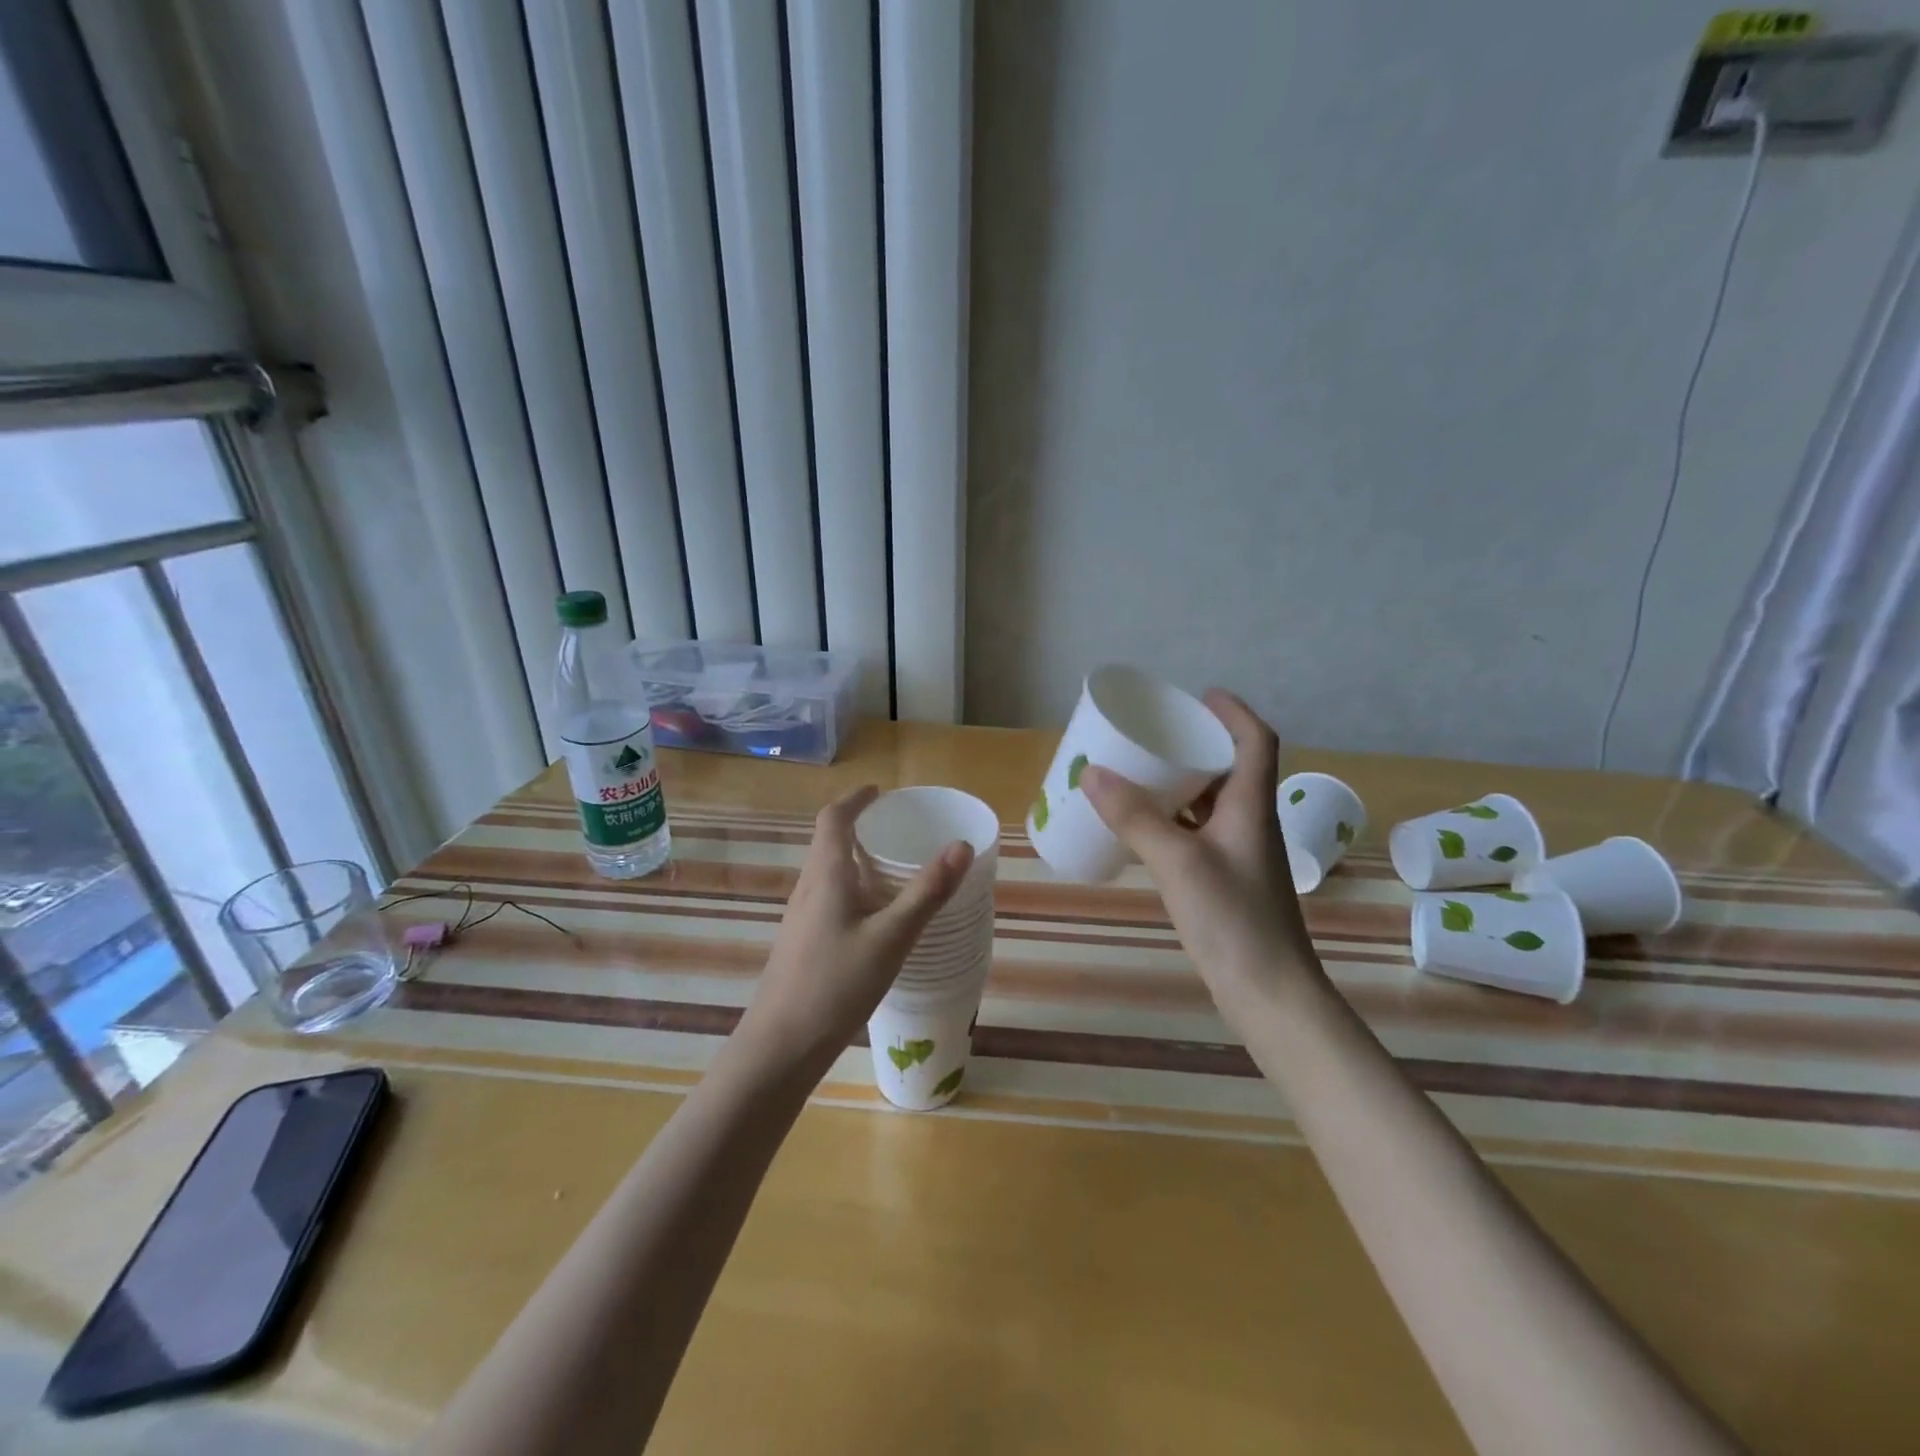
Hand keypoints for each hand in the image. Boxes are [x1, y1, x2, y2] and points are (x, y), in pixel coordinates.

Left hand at [737, 786, 974, 1072]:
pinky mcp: (801, 943)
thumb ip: (927, 892)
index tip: (879, 792)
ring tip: (890, 869)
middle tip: (895, 828)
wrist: (780, 1045)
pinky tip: (873, 918)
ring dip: (854, 859)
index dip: (855, 800)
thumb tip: (961, 845)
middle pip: (828, 842)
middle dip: (858, 827)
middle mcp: (807, 888)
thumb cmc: (836, 984)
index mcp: (825, 876)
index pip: (833, 819)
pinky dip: (851, 889)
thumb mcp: (892, 938)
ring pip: (827, 873)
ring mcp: (800, 918)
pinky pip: (827, 898)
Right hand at [1079, 691, 1319, 1014]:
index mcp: (1251, 807)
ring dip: (1181, 783)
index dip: (1233, 712)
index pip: (1256, 741)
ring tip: (1140, 772)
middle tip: (1153, 734)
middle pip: (1230, 768)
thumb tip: (1092, 773)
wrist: (1269, 995)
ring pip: (1211, 802)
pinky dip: (1174, 820)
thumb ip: (1136, 819)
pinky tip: (1144, 827)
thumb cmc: (1234, 921)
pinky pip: (1198, 833)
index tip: (1199, 695)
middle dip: (1195, 745)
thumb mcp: (1179, 864)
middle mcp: (1250, 823)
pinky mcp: (1227, 881)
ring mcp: (1240, 854)